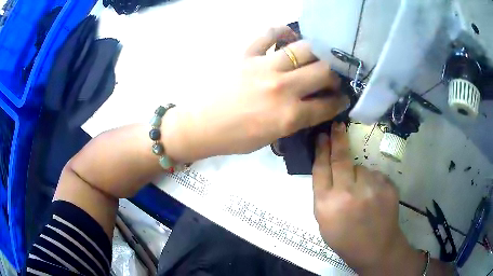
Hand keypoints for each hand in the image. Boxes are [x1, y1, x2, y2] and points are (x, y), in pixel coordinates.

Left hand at [163, 26, 346, 161]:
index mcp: (289, 116)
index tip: (344, 97)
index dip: (341, 101)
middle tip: (333, 78)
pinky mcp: (246, 55)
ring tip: (317, 58)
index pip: (327, 105)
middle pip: (324, 72)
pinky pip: (268, 34)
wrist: (201, 126)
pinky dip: (281, 31)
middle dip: (335, 75)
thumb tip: (314, 106)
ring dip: (317, 53)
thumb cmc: (235, 138)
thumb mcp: (271, 138)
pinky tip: (288, 37)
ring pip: (304, 49)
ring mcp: (264, 67)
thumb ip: (295, 121)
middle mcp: (282, 88)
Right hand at [312, 122, 423, 274]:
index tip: (321, 136)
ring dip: (359, 175)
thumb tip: (328, 167)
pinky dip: (372, 182)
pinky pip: (375, 176)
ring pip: (361, 169)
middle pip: (340, 159)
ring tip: (362, 195)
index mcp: (327, 205)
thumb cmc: (345, 238)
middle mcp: (347, 193)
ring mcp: (371, 189)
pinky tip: (373, 198)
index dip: (321, 150)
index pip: (321, 169)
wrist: (376, 248)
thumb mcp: (324, 220)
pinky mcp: (387, 186)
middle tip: (337, 125)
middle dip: (337, 139)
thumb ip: (324, 193)